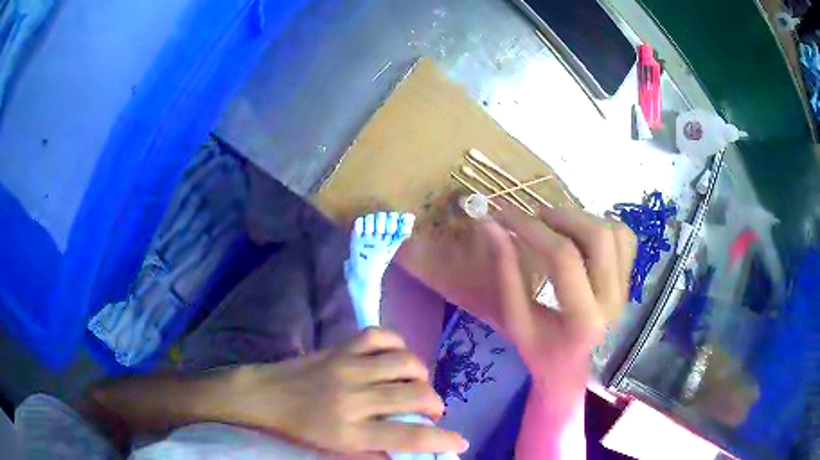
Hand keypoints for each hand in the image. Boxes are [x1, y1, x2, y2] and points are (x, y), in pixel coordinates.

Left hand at [225, 328, 468, 454]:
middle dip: (435, 405)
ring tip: (414, 384)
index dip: (442, 440)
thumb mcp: (338, 448)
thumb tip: (415, 451)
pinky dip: (398, 345)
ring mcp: (347, 368)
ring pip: (405, 364)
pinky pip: (381, 336)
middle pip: (415, 396)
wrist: (265, 395)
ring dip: (421, 375)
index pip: (408, 438)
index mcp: (351, 432)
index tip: (460, 441)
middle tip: (428, 410)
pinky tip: (395, 357)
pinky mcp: (340, 348)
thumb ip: (377, 451)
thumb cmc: (301, 429)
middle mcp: (354, 399)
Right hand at [481, 203, 635, 385]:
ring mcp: (626, 290)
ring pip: (614, 233)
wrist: (571, 370)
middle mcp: (613, 301)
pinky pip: (624, 239)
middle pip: (598, 237)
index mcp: (583, 320)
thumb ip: (507, 272)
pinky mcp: (628, 281)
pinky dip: (602, 226)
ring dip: (582, 219)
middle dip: (563, 217)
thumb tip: (492, 226)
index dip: (532, 229)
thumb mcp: (516, 319)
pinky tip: (580, 234)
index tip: (506, 215)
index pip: (563, 258)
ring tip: (555, 223)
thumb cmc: (540, 351)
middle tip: (535, 216)